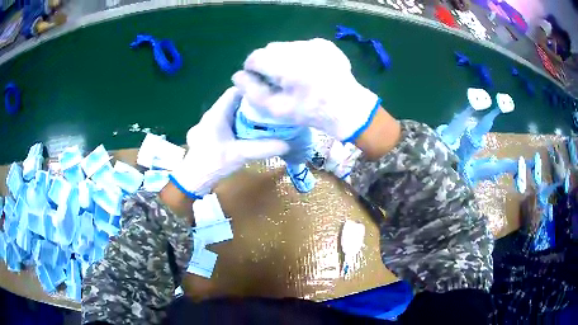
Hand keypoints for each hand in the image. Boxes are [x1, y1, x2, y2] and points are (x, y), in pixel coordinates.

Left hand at [169, 87, 289, 197]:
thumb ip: (263, 148)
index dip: (251, 90)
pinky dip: (239, 125)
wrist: (193, 181)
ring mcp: (210, 124)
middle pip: (234, 102)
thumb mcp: (240, 155)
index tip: (268, 96)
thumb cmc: (213, 163)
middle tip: (270, 111)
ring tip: (264, 121)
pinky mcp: (211, 134)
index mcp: (216, 113)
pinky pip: (227, 123)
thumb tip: (287, 144)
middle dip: (252, 105)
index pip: (235, 91)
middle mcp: (212, 114)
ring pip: (231, 113)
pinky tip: (250, 134)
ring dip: (246, 116)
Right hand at [232, 38, 381, 142]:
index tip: (260, 81)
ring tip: (295, 76)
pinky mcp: (325, 44)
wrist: (347, 107)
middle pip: (271, 49)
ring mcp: (314, 43)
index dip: (253, 69)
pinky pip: (303, 45)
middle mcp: (299, 48)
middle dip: (270, 63)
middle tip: (279, 80)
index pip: (255, 57)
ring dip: (284, 58)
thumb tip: (237, 76)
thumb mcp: (277, 108)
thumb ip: (252, 91)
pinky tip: (309, 70)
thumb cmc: (311, 112)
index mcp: (286, 65)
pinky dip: (300, 55)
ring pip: (286, 46)